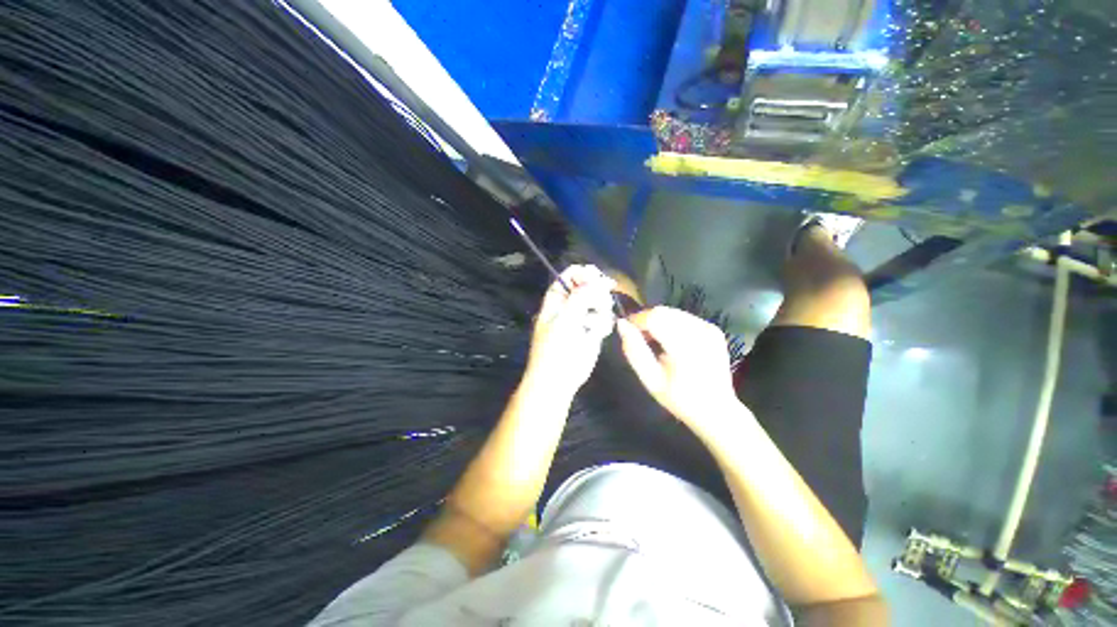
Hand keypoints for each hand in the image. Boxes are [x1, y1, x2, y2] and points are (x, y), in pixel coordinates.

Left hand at [524, 265, 615, 397]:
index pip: (571, 275)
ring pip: (600, 302)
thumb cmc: (556, 348)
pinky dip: (603, 324)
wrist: (559, 379)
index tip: (599, 278)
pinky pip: (605, 319)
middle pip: (590, 286)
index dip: (585, 273)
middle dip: (597, 293)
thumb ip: (580, 296)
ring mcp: (583, 318)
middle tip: (600, 303)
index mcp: (557, 298)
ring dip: (601, 311)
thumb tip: (596, 279)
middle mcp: (571, 305)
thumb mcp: (565, 319)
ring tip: (593, 325)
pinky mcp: (593, 331)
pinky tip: (598, 334)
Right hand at [616, 306, 740, 432]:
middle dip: (646, 319)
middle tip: (638, 337)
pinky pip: (684, 317)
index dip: (636, 320)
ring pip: (672, 312)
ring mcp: (709, 329)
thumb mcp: (650, 380)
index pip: (655, 318)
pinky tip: (669, 340)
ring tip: (653, 340)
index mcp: (685, 348)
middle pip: (663, 312)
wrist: (717, 409)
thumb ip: (634, 350)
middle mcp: (700, 332)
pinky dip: (671, 323)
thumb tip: (622, 324)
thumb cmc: (679, 399)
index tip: (627, 329)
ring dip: (658, 320)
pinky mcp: (713, 329)